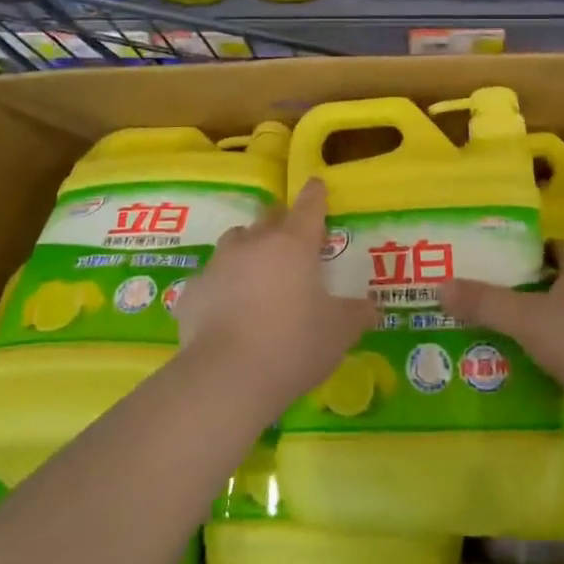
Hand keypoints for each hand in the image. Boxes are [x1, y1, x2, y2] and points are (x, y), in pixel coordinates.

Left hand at [172, 178, 372, 413]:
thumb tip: (371, 307)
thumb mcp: (339, 333)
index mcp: (293, 243)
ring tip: (256, 273)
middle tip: (291, 239)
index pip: (308, 206)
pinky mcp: (192, 291)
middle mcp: (254, 243)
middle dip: (281, 222)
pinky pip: (210, 280)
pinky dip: (220, 287)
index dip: (315, 195)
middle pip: (269, 217)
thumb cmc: (292, 345)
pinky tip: (225, 311)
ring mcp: (218, 264)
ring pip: (235, 241)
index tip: (316, 185)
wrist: (226, 377)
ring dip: (247, 249)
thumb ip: (357, 314)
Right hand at [440, 242, 563, 404]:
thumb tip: (441, 286)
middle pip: (563, 280)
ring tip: (513, 335)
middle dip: (533, 289)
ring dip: (549, 323)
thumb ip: (484, 302)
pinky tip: (542, 366)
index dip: (526, 253)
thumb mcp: (525, 318)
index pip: (554, 247)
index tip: (498, 265)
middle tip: (498, 301)